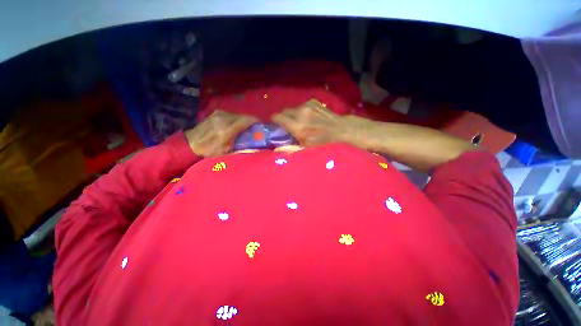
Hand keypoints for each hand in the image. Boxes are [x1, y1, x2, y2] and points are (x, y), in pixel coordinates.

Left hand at [184, 110, 257, 156]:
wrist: (191, 143)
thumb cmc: (209, 150)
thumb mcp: (227, 151)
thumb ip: (241, 145)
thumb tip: (254, 144)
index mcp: (227, 129)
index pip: (246, 120)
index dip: (256, 121)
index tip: (262, 125)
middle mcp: (224, 118)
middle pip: (244, 116)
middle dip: (252, 121)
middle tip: (256, 128)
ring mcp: (219, 114)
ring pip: (238, 114)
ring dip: (245, 120)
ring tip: (247, 127)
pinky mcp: (216, 113)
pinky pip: (232, 114)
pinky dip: (237, 119)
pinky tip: (237, 125)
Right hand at [272, 99, 352, 146]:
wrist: (339, 129)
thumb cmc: (322, 142)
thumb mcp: (305, 148)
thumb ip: (290, 148)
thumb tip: (275, 149)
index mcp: (297, 126)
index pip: (278, 117)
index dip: (275, 120)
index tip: (276, 124)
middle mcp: (300, 113)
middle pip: (284, 111)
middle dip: (283, 117)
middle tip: (288, 124)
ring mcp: (306, 106)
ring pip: (293, 108)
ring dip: (293, 114)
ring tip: (300, 121)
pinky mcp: (312, 102)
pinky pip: (301, 105)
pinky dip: (301, 111)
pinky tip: (309, 117)